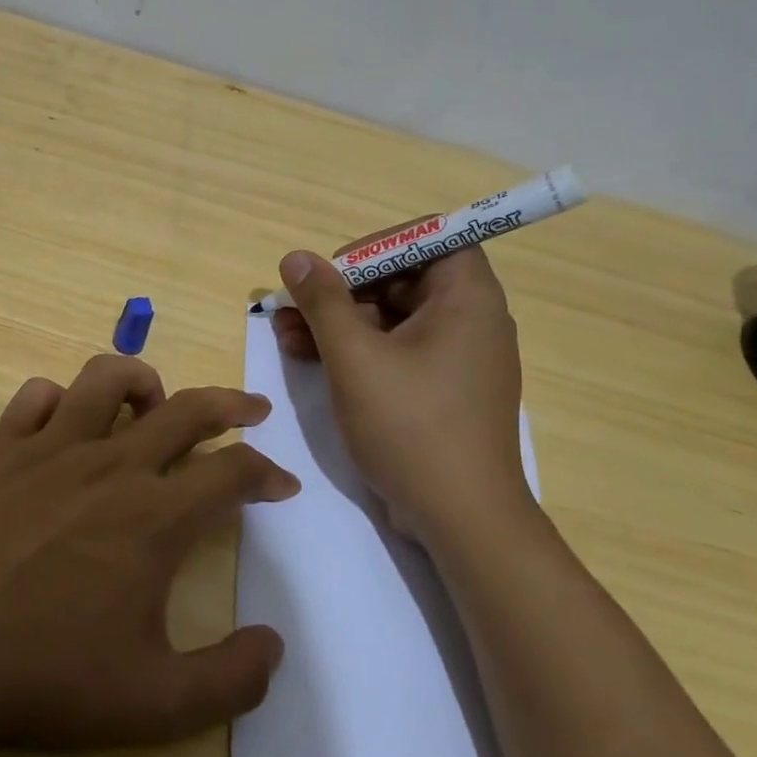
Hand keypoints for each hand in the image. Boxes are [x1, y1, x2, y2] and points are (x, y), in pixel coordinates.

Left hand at [0, 355, 299, 750]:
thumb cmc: (43, 677)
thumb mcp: (154, 703)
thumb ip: (230, 679)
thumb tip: (273, 646)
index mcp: (155, 517)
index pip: (232, 472)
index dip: (267, 473)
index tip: (280, 485)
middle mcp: (110, 466)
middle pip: (186, 408)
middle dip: (231, 404)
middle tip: (251, 410)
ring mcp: (48, 449)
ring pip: (107, 378)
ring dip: (143, 382)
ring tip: (153, 404)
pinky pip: (35, 397)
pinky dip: (61, 401)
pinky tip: (63, 426)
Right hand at [270, 239, 530, 537]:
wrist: (461, 518)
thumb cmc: (411, 426)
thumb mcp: (355, 358)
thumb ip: (324, 302)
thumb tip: (296, 258)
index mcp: (467, 299)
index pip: (429, 238)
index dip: (377, 246)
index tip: (333, 271)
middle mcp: (470, 320)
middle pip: (403, 279)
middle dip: (343, 291)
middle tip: (294, 308)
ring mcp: (457, 359)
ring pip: (393, 319)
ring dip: (340, 323)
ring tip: (286, 336)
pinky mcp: (442, 390)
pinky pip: (397, 352)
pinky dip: (358, 351)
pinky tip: (311, 360)